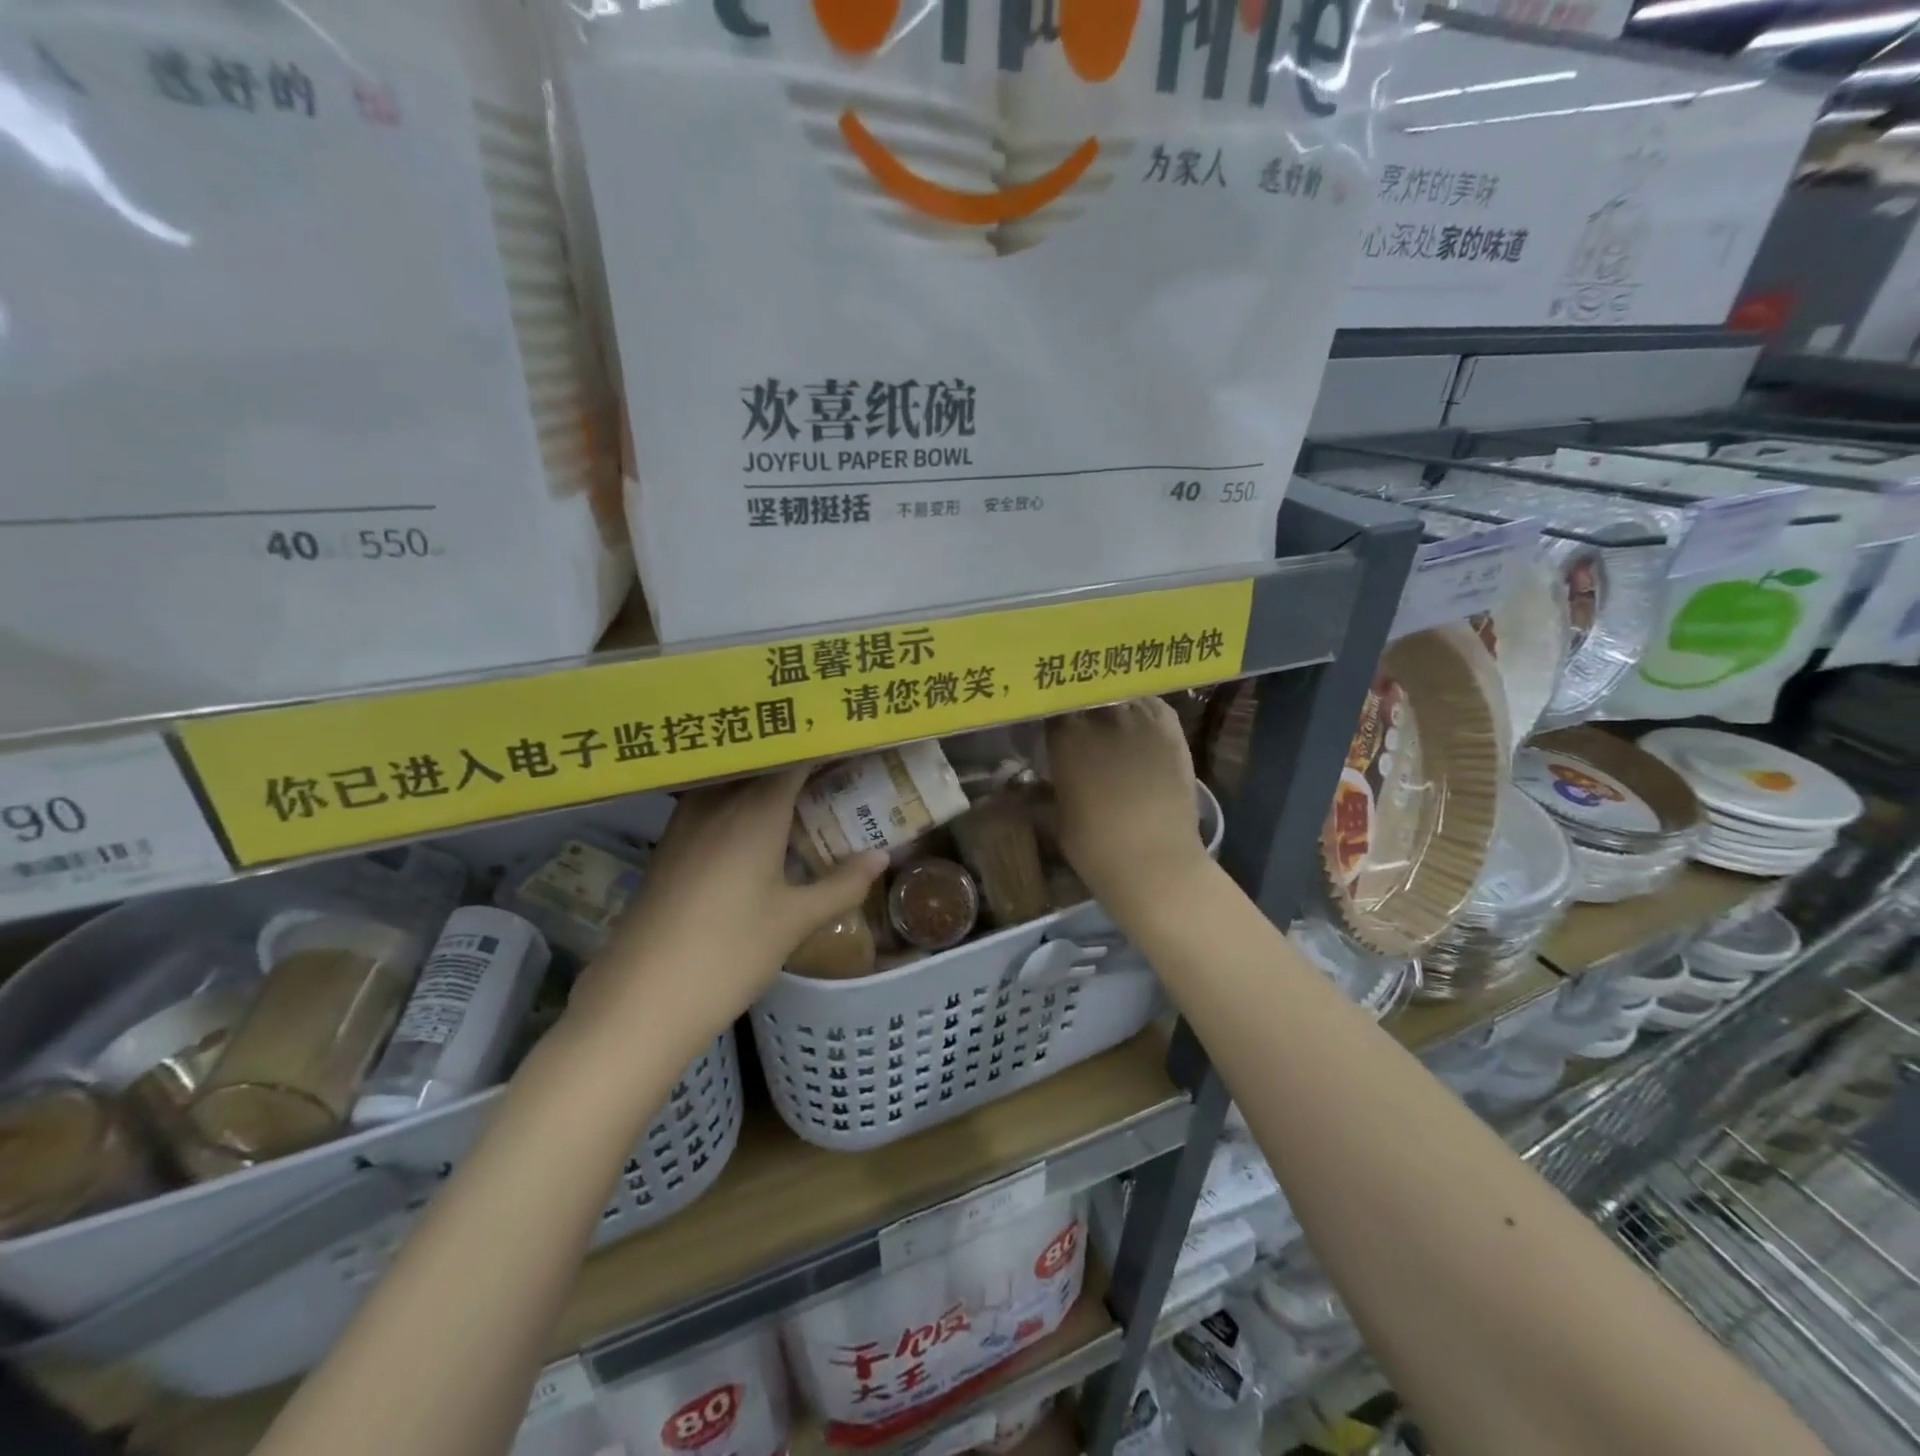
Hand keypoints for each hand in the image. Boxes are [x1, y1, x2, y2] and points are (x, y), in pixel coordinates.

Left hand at [568, 768, 886, 1048]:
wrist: (641, 999)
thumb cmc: (728, 953)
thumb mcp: (795, 921)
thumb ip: (842, 884)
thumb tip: (881, 857)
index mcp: (755, 810)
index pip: (795, 757)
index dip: (824, 744)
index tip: (852, 740)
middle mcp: (717, 802)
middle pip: (762, 762)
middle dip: (799, 758)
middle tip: (838, 764)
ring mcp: (686, 822)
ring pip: (732, 781)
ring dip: (766, 778)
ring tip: (804, 788)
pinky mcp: (669, 846)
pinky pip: (712, 803)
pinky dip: (740, 800)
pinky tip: (758, 825)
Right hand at [1046, 699, 1209, 911]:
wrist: (1155, 861)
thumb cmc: (1095, 847)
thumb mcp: (1056, 818)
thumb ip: (1042, 792)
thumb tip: (1025, 786)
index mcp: (1067, 738)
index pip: (1053, 709)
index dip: (1052, 717)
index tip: (1049, 729)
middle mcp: (1103, 718)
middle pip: (1087, 698)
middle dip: (1082, 709)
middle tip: (1081, 727)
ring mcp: (1141, 721)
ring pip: (1121, 696)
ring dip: (1112, 705)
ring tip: (1111, 720)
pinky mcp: (1172, 732)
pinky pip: (1155, 705)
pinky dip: (1144, 708)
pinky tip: (1140, 720)